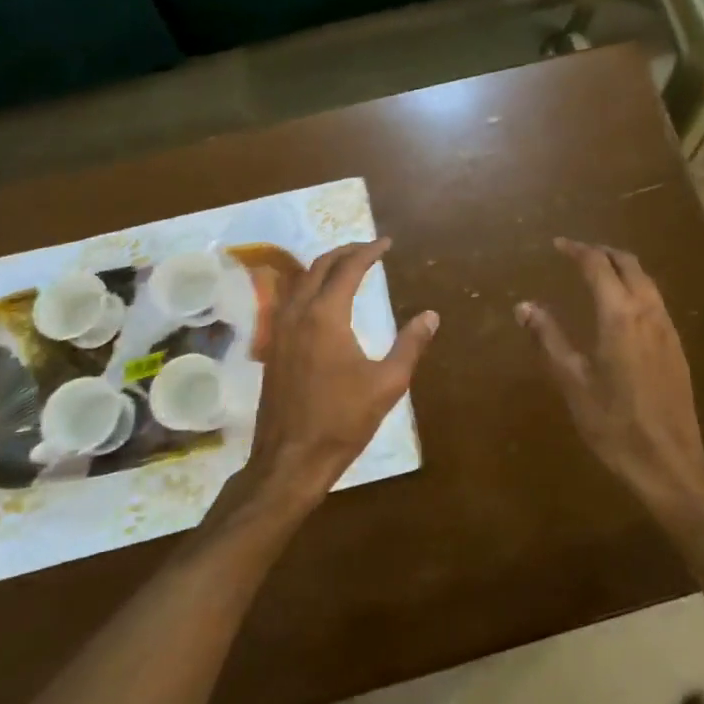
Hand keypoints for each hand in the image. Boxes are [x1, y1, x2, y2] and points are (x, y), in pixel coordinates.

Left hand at [244, 239, 437, 508]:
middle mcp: (298, 313)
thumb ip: (410, 345)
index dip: (369, 252)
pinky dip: (309, 286)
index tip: (386, 243)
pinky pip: (290, 299)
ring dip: (324, 267)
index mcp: (325, 316)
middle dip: (345, 252)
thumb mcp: (387, 384)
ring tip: (347, 267)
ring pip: (300, 281)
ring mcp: (279, 329)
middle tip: (369, 250)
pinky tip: (323, 300)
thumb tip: (430, 316)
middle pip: (319, 266)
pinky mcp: (273, 347)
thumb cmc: (342, 421)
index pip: (348, 268)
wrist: (290, 460)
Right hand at [517, 239, 703, 514]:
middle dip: (602, 252)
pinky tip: (621, 307)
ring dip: (622, 267)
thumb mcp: (572, 382)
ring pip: (646, 280)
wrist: (670, 461)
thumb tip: (524, 306)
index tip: (557, 245)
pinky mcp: (676, 345)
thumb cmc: (614, 424)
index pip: (597, 265)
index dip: (577, 250)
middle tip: (577, 253)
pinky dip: (635, 286)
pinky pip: (655, 299)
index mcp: (619, 315)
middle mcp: (647, 311)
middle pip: (628, 263)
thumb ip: (548, 338)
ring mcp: (667, 328)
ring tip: (598, 273)